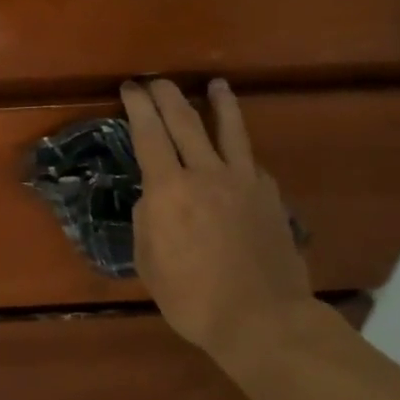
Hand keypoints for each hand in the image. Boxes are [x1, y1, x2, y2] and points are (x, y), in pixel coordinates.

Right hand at [120, 78, 315, 374]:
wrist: (261, 318)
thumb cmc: (192, 298)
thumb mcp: (148, 262)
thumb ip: (148, 221)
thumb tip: (155, 198)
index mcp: (169, 191)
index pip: (149, 134)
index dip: (137, 106)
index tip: (130, 88)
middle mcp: (206, 174)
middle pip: (186, 121)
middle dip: (167, 95)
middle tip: (157, 81)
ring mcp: (243, 182)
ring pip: (229, 130)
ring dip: (219, 103)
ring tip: (216, 84)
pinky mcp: (269, 195)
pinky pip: (249, 161)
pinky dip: (237, 149)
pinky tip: (235, 152)